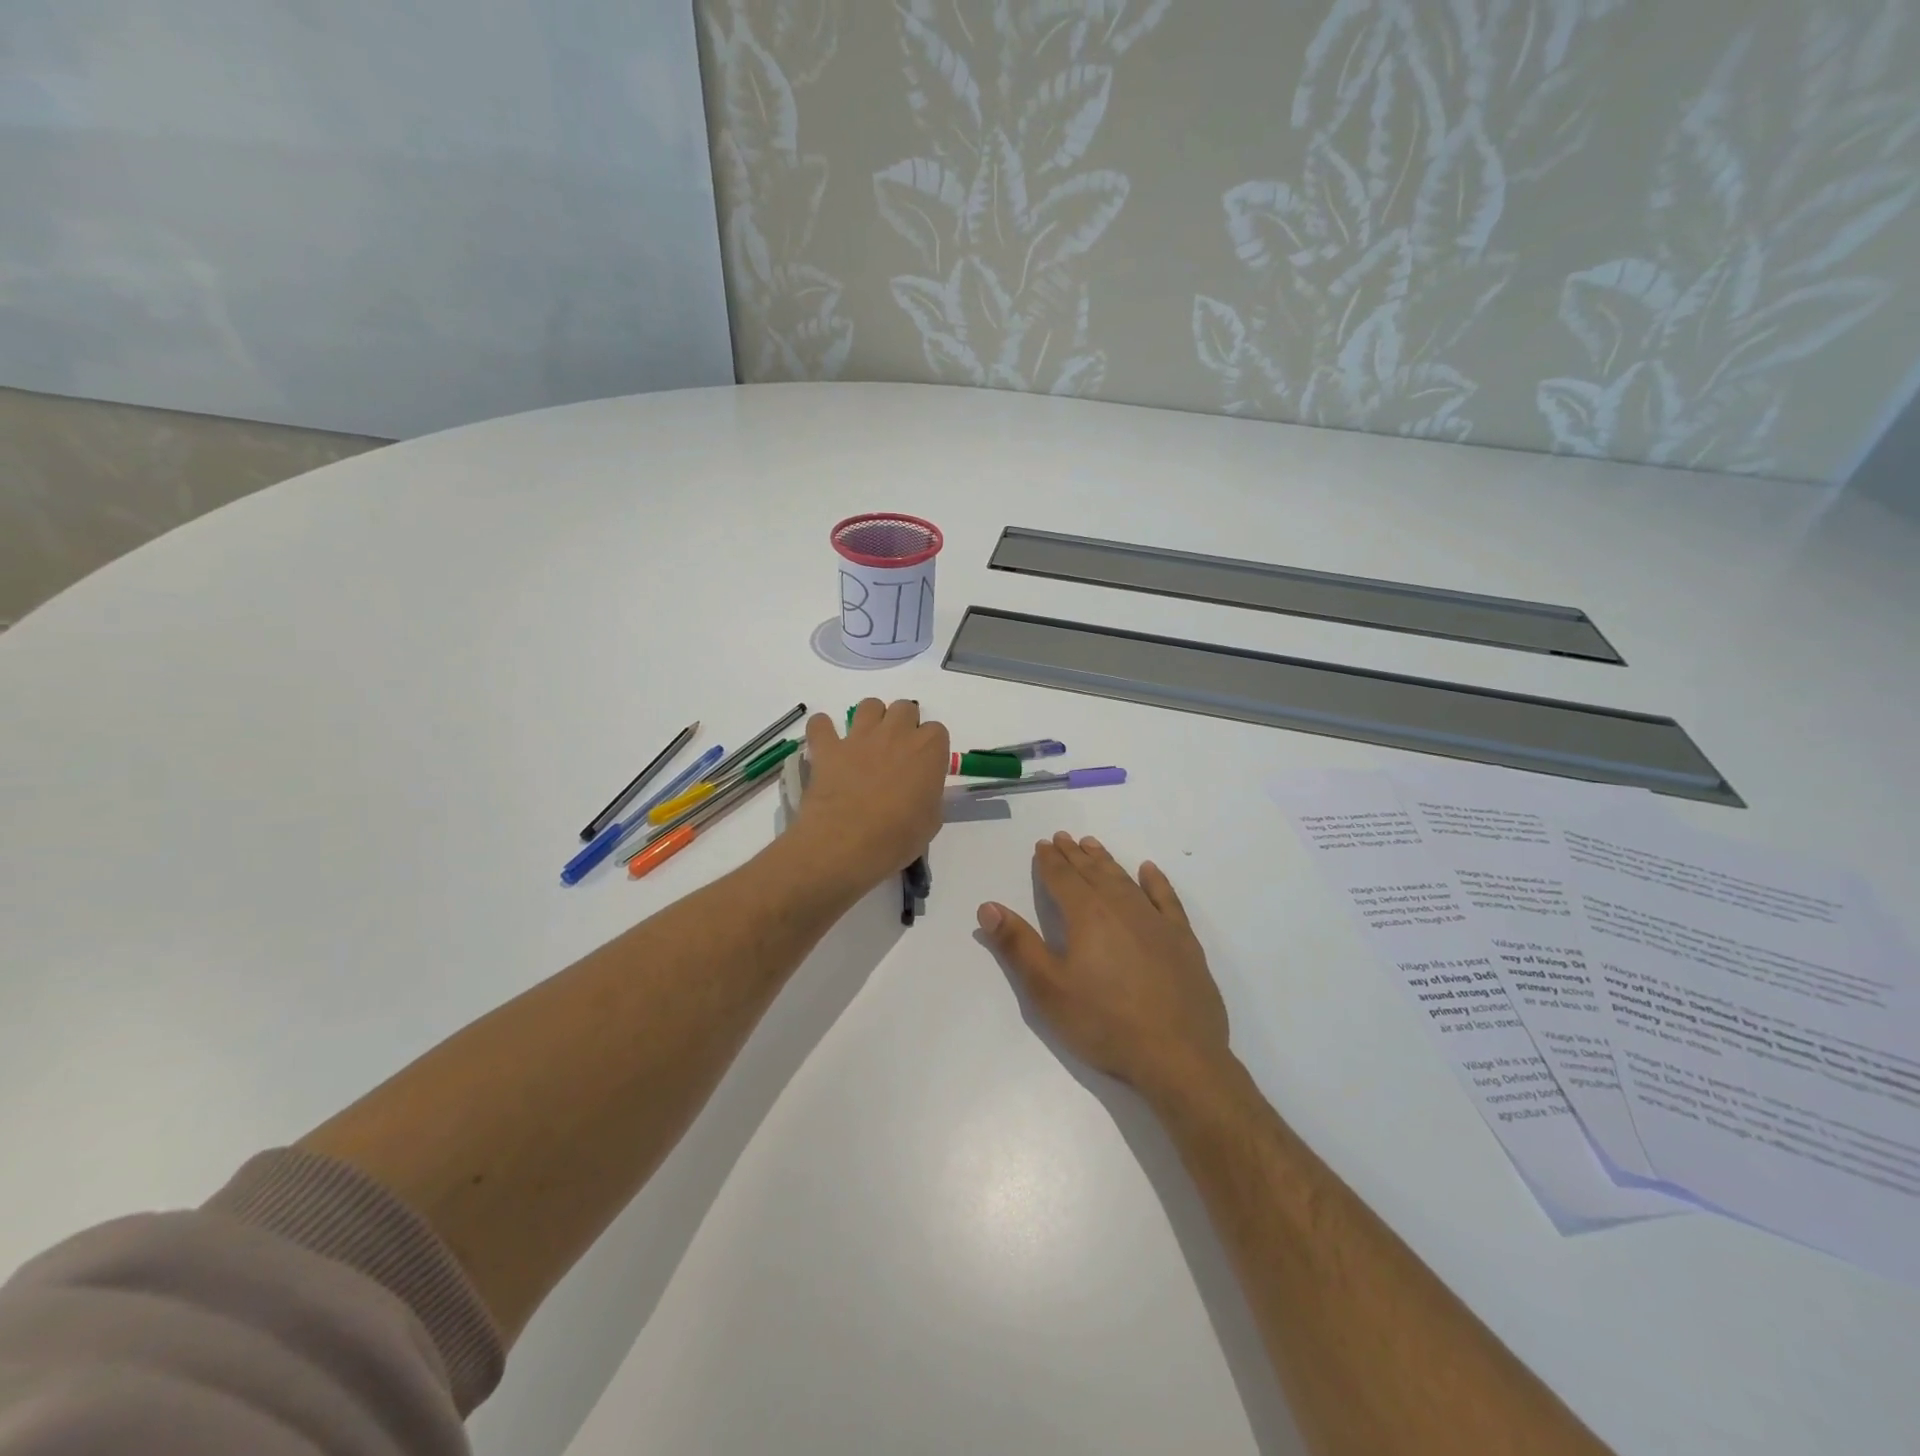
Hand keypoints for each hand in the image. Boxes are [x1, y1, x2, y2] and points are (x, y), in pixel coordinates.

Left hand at [793, 700, 948, 891]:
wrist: (848, 843)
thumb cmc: (898, 838)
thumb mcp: (931, 821)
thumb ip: (929, 796)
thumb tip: (920, 793)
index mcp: (928, 750)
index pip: (937, 731)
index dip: (930, 747)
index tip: (924, 765)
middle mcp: (897, 733)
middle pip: (904, 708)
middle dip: (903, 724)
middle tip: (896, 751)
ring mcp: (860, 737)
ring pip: (869, 705)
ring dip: (870, 719)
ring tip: (866, 743)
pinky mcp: (828, 748)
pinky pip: (821, 724)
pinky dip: (822, 730)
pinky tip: (826, 744)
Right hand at [977, 833, 1230, 1095]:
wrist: (1178, 1056)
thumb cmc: (1104, 1023)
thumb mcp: (1048, 989)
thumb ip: (1018, 945)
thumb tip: (988, 907)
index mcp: (1087, 915)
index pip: (1062, 878)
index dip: (1050, 860)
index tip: (1043, 844)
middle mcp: (1121, 907)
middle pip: (1093, 873)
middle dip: (1075, 855)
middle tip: (1063, 838)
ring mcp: (1156, 922)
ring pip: (1125, 880)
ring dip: (1106, 862)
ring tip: (1093, 846)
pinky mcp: (1183, 940)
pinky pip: (1166, 898)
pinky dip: (1155, 881)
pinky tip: (1149, 871)